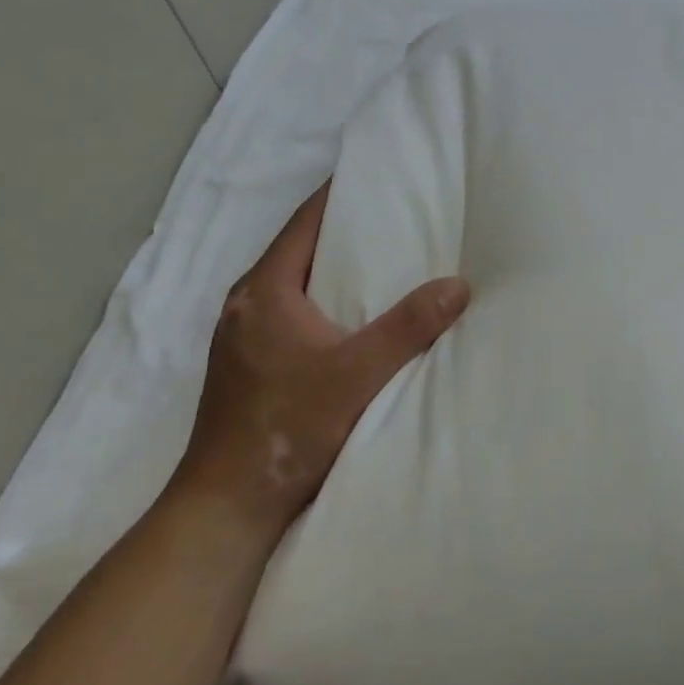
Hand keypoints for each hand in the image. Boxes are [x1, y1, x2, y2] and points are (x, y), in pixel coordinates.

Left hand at [169, 182, 470, 536]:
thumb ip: (408, 328)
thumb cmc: (287, 430)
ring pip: (293, 281)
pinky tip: (353, 312)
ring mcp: (242, 335)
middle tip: (397, 214)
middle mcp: (246, 303)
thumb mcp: (357, 375)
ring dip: (333, 265)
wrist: (225, 508)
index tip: (381, 176)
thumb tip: (458, 285)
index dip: (341, 194)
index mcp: (264, 290)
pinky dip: (321, 297)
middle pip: (299, 247)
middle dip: (345, 229)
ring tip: (384, 258)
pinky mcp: (246, 363)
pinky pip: (289, 309)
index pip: (305, 221)